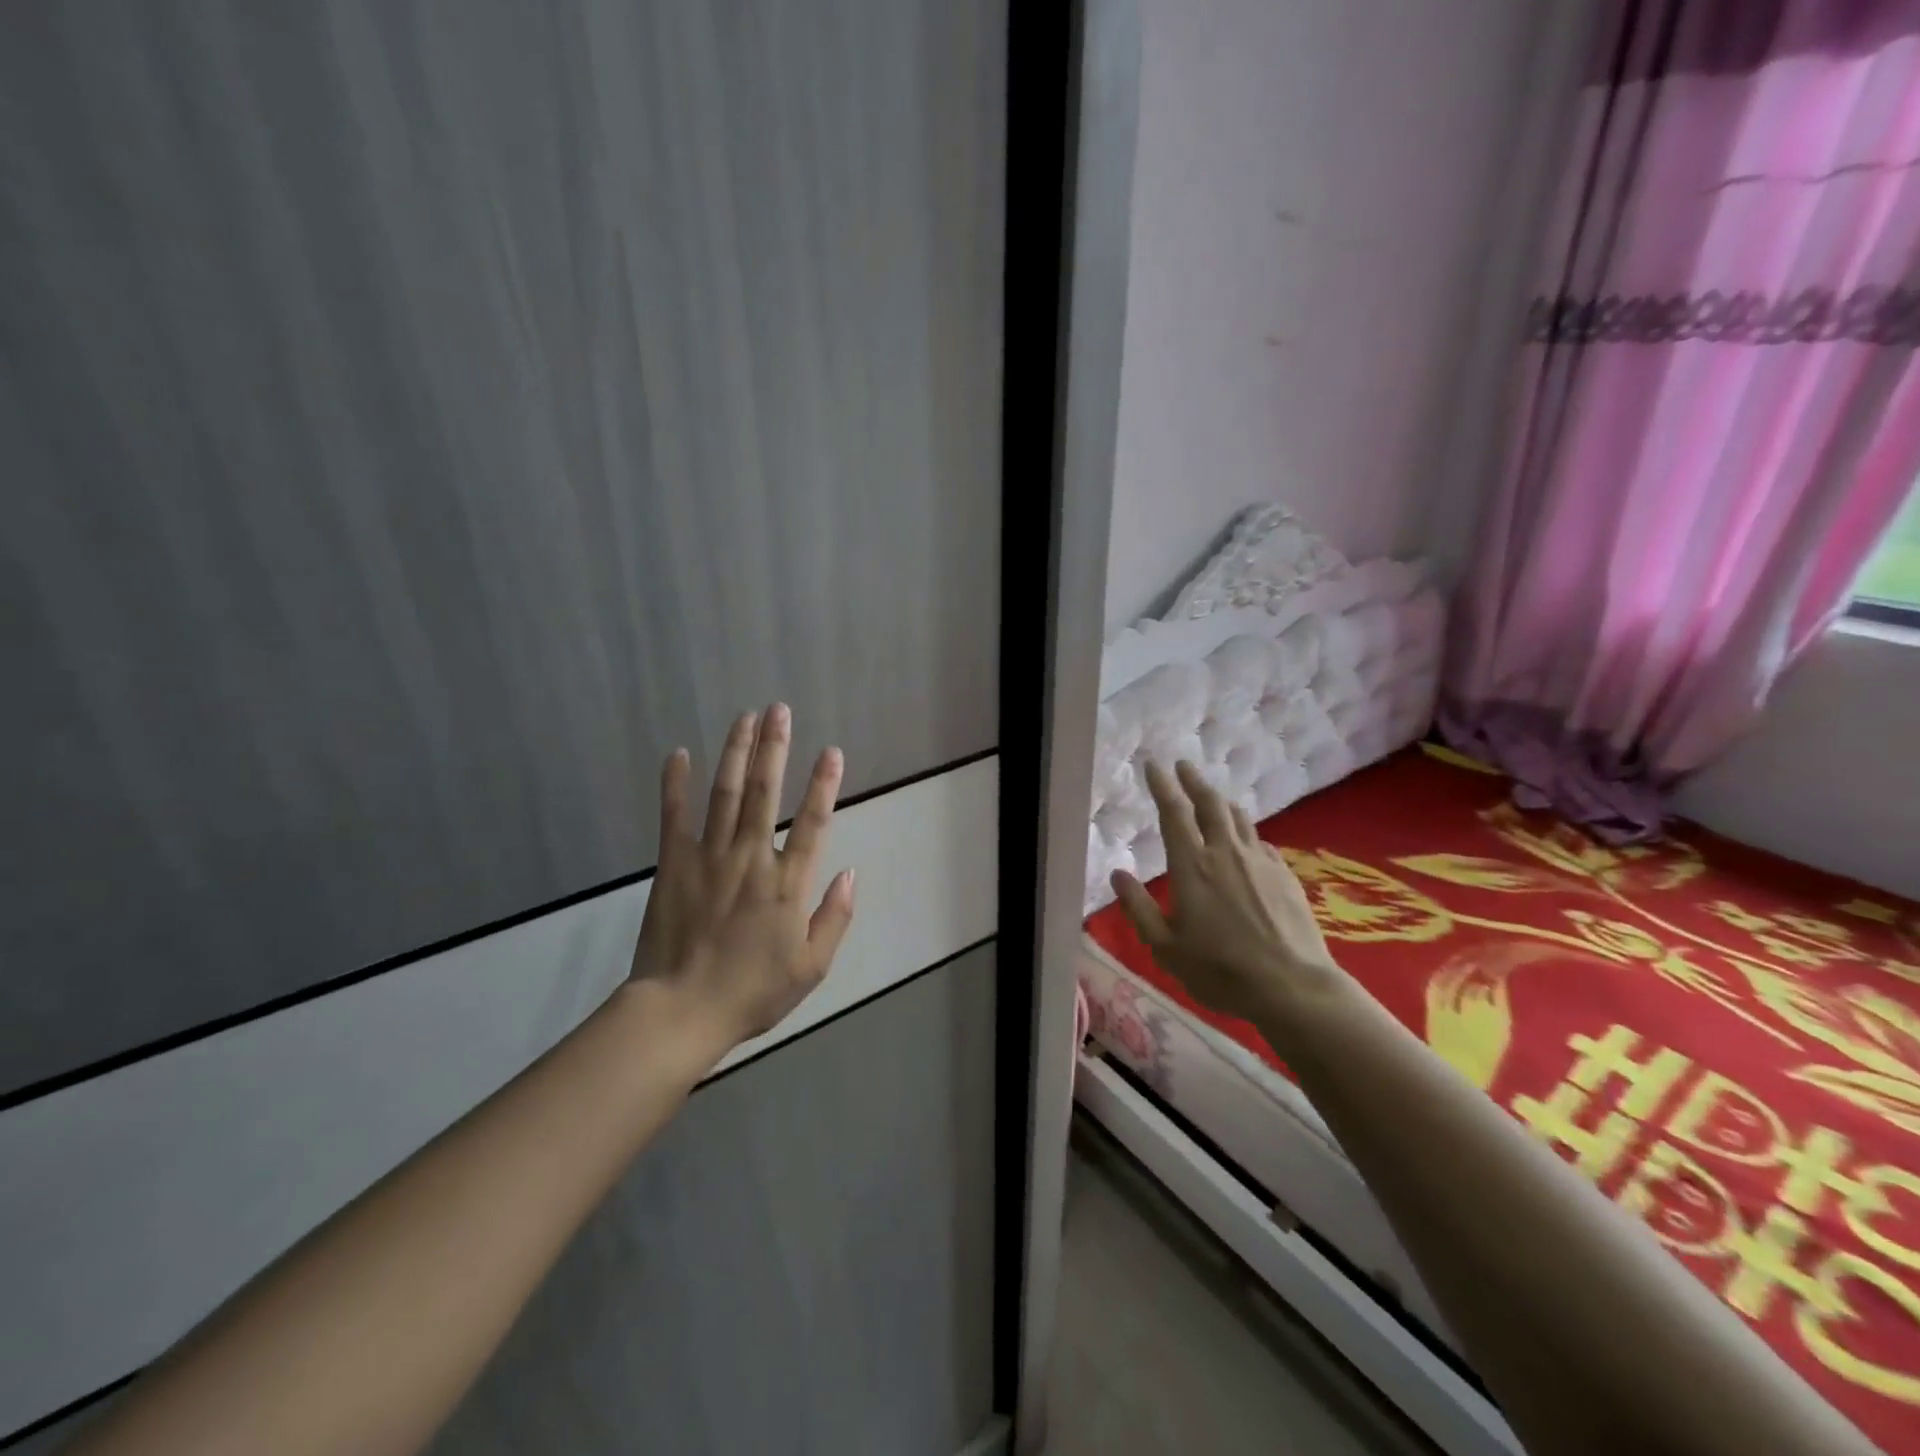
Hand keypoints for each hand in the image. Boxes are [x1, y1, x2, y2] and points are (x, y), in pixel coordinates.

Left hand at [629, 703, 855, 1052]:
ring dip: (735, 752)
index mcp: (787, 884)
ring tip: (744, 717)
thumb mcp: (812, 967)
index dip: (823, 785)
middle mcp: (751, 858)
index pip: (812, 823)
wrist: (682, 1012)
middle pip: (764, 792)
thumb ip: (835, 917)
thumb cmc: (753, 992)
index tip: (831, 751)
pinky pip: (674, 817)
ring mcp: (709, 858)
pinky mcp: (673, 865)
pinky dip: (676, 784)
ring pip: (724, 794)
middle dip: (773, 747)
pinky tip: (679, 754)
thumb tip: (852, 873)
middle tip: (778, 709)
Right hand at [1111, 760, 1344, 1024]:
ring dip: (1221, 801)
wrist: (1292, 986)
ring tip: (1212, 797)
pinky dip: (1247, 834)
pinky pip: (1261, 842)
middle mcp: (1225, 853)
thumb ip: (1139, 908)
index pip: (1173, 813)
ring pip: (1238, 818)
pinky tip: (1247, 842)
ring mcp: (1260, 862)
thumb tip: (1118, 874)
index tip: (1153, 765)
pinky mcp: (1285, 875)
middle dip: (1193, 781)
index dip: (1162, 785)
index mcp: (1192, 866)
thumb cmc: (1220, 970)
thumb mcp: (1166, 948)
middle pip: (1209, 804)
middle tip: (1183, 766)